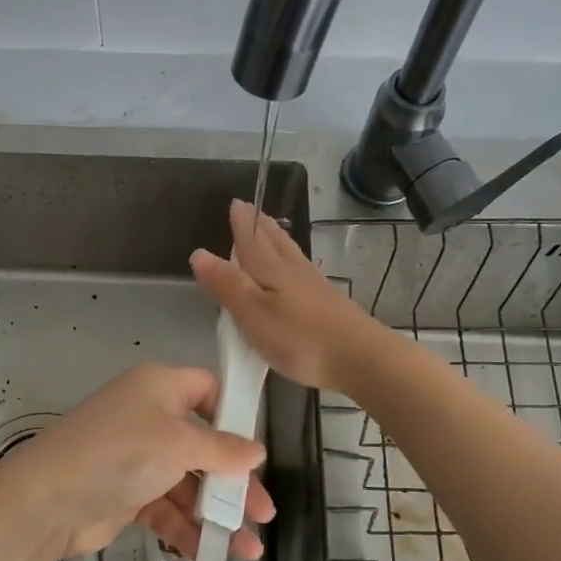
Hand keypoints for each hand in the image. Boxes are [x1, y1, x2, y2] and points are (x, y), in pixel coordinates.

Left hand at [0, 364, 274, 560]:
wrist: (49, 500)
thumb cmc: (120, 453)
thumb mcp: (178, 445)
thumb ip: (222, 450)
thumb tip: (257, 451)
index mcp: (160, 388)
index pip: (208, 390)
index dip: (234, 415)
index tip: (257, 449)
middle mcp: (151, 417)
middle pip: (204, 446)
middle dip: (234, 481)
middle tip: (264, 512)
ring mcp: (139, 458)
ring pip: (189, 483)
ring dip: (216, 514)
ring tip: (248, 548)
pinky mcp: (128, 494)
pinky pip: (168, 508)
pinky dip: (188, 530)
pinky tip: (213, 554)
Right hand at [190, 199, 386, 391]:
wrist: (360, 357)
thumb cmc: (299, 337)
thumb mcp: (252, 313)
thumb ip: (226, 284)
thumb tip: (199, 252)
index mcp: (270, 270)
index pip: (250, 240)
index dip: (242, 223)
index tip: (236, 203)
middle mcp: (293, 270)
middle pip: (273, 241)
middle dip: (260, 225)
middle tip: (252, 210)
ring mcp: (314, 285)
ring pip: (290, 253)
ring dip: (277, 239)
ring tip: (270, 230)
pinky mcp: (328, 302)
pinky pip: (302, 269)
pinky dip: (292, 260)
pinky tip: (296, 268)